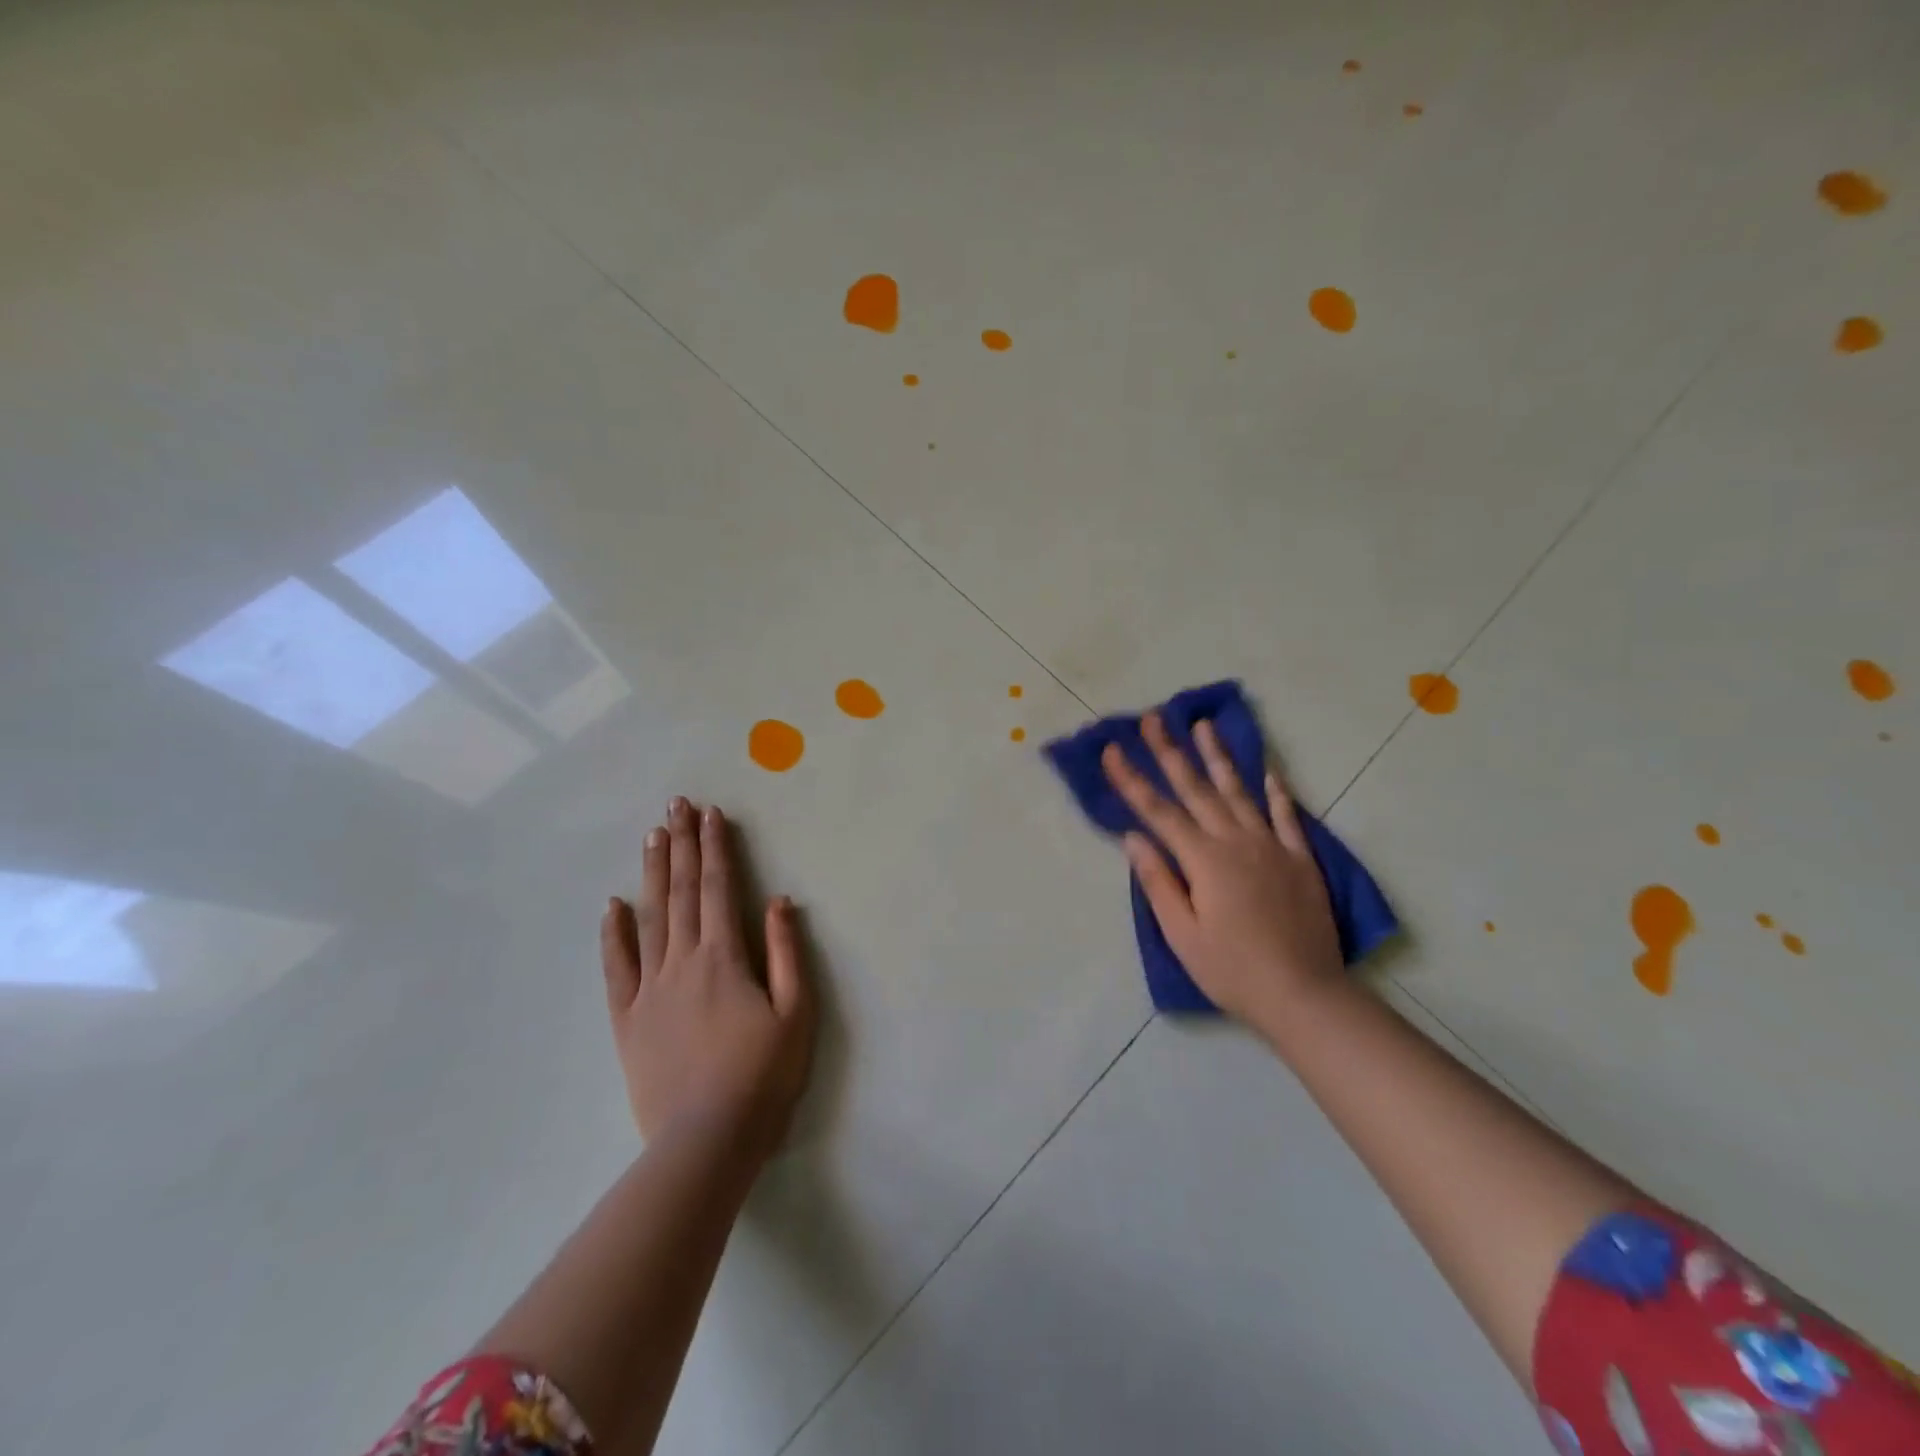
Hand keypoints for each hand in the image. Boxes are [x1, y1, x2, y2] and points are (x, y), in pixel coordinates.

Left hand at [600, 797, 814, 1161]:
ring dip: (653, 874)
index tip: (710, 813)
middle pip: (681, 892)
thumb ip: (786, 953)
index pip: (719, 888)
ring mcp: (649, 989)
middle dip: (682, 845)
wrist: (707, 1141)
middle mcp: (682, 961)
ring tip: (652, 837)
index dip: (715, 848)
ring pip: (649, 918)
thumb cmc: (763, 1076)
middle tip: (676, 806)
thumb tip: (778, 901)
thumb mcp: (796, 1013)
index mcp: (725, 957)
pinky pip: (616, 968)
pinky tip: (613, 906)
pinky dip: (613, 934)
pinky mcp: (627, 1020)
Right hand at [1102, 715, 1343, 1029]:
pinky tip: (1269, 771)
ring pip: (1240, 792)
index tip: (1113, 750)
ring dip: (1219, 756)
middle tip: (1155, 718)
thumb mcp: (1182, 934)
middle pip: (1196, 789)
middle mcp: (1236, 842)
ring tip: (1204, 725)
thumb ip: (1158, 881)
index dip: (1132, 779)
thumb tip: (1134, 837)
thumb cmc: (1232, 969)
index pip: (1158, 811)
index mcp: (1203, 860)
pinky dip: (1276, 792)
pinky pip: (1286, 816)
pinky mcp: (1300, 859)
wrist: (1304, 994)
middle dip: (1171, 751)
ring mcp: (1272, 847)